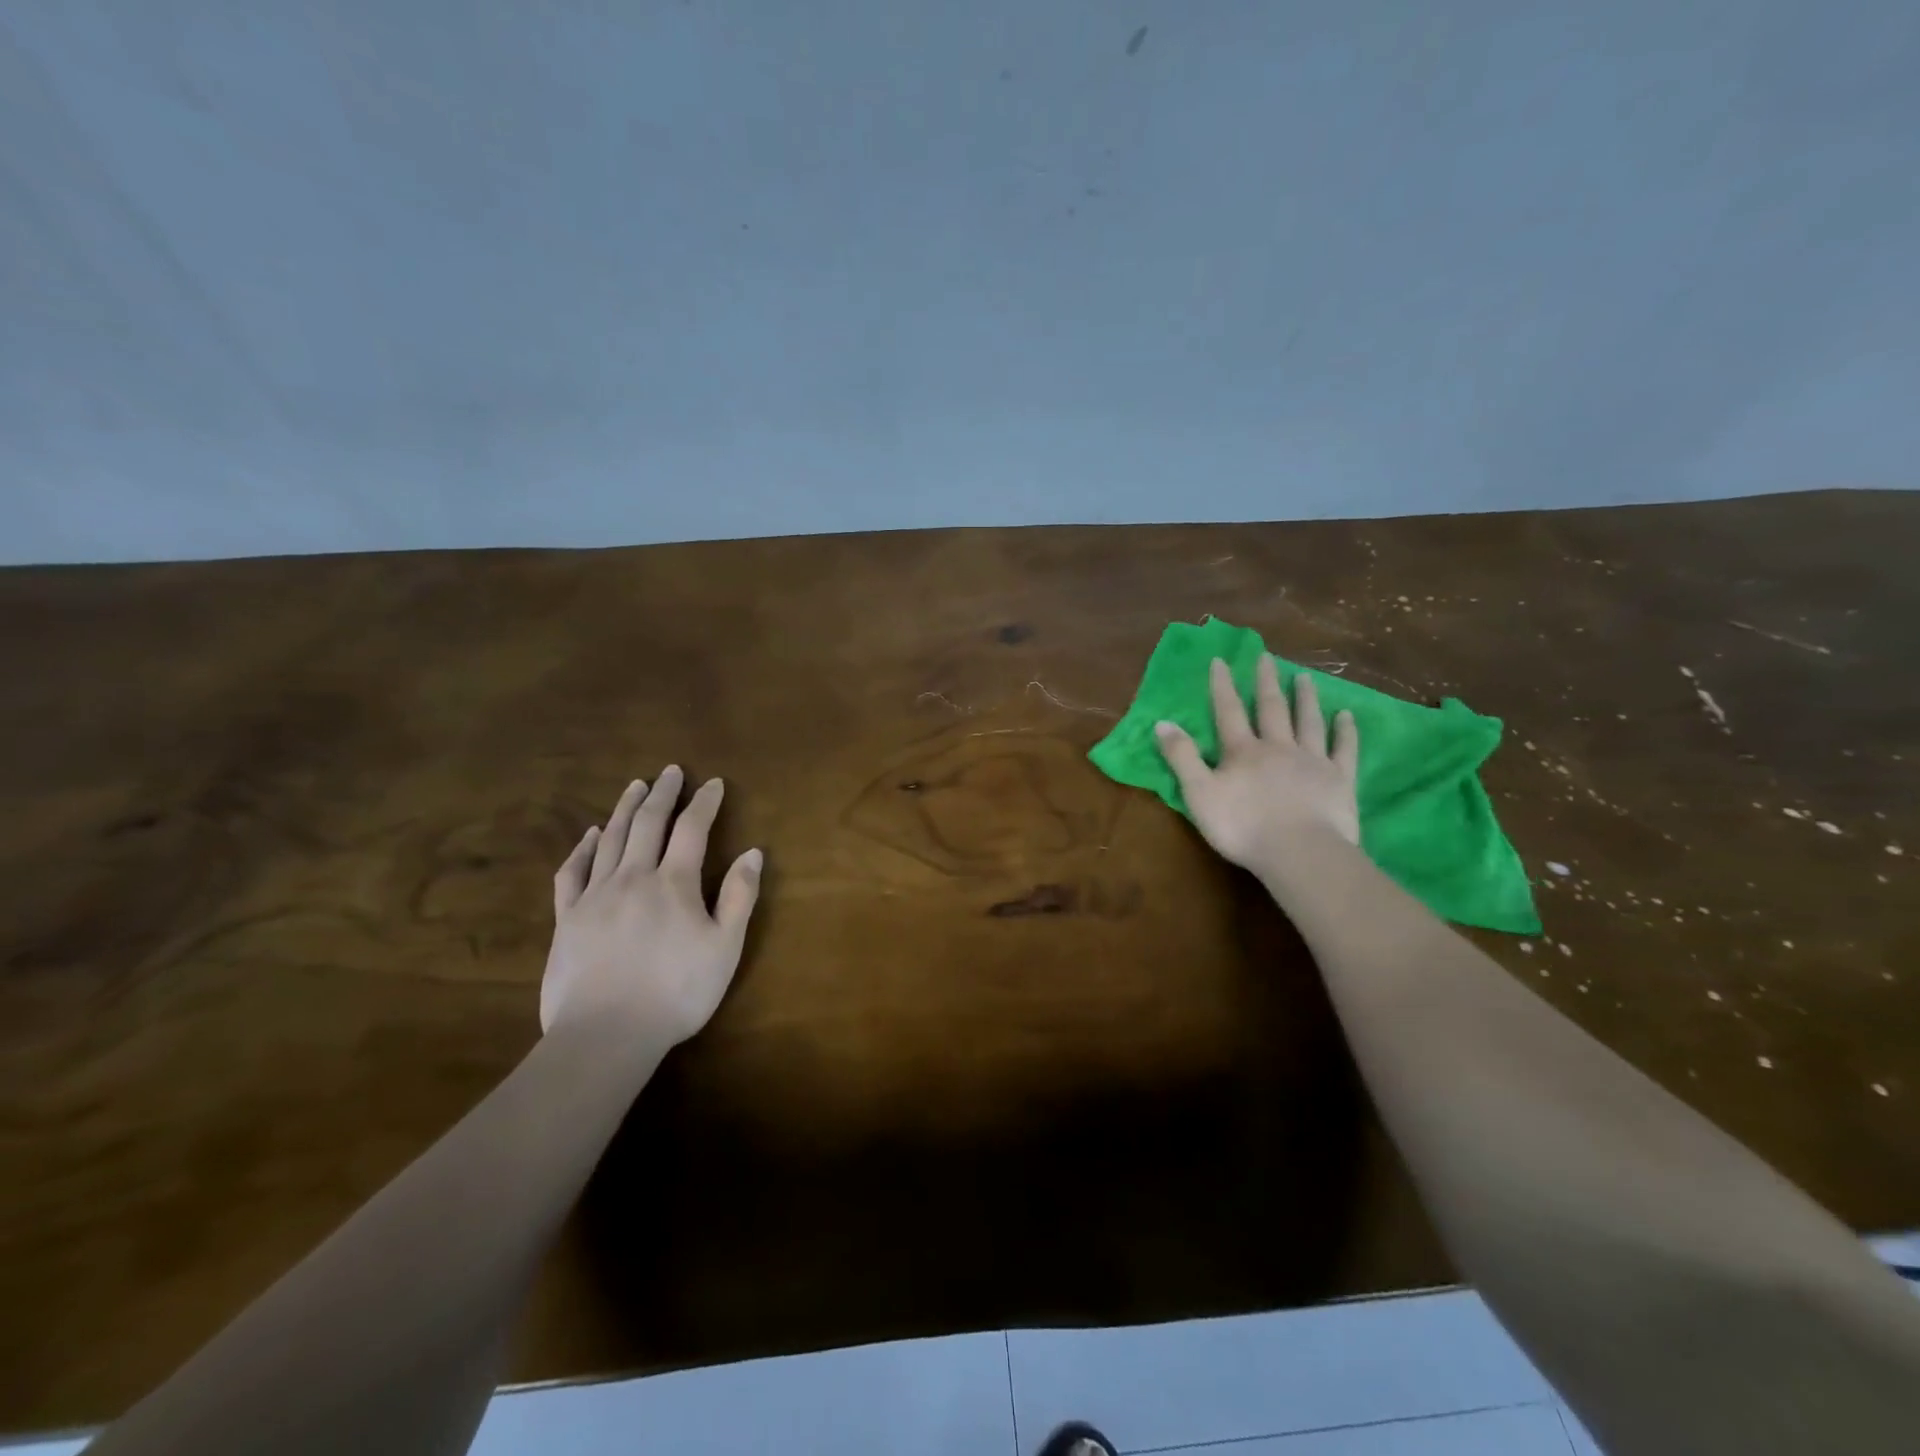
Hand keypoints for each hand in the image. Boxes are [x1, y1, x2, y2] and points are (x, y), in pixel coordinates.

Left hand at [541, 766, 762, 1047]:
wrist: (605, 1035)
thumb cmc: (676, 992)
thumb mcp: (725, 948)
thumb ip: (739, 897)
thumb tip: (753, 852)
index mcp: (673, 883)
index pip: (692, 829)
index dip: (704, 803)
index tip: (714, 783)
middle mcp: (633, 877)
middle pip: (649, 823)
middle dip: (663, 793)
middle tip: (671, 771)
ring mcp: (595, 895)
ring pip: (611, 839)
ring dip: (626, 809)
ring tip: (636, 786)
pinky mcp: (567, 918)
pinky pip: (572, 872)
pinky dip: (583, 848)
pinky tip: (592, 835)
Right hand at [1154, 656, 1360, 872]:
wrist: (1299, 852)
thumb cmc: (1242, 827)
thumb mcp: (1198, 794)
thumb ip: (1181, 757)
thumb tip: (1162, 723)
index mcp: (1242, 751)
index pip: (1229, 711)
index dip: (1223, 686)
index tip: (1221, 660)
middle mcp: (1278, 747)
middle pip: (1271, 708)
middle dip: (1266, 682)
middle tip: (1267, 656)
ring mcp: (1313, 760)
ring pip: (1308, 721)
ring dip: (1306, 698)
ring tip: (1305, 677)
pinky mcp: (1340, 779)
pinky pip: (1344, 749)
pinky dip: (1346, 731)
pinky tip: (1347, 716)